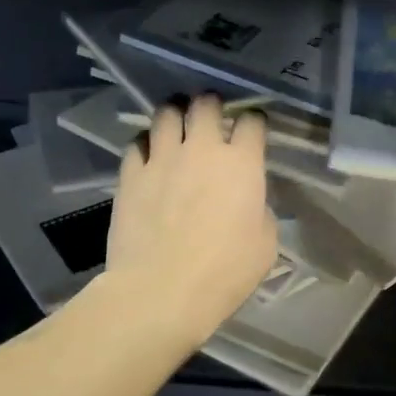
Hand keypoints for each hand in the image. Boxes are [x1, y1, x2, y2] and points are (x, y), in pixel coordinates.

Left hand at [107, 94, 277, 344]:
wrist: (162, 291)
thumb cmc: (225, 271)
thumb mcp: (265, 242)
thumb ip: (259, 209)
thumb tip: (248, 201)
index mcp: (242, 163)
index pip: (252, 122)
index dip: (255, 121)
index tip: (254, 128)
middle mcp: (202, 149)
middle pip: (205, 105)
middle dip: (211, 104)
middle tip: (211, 115)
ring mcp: (162, 159)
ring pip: (166, 114)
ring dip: (175, 114)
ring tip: (177, 124)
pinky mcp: (130, 175)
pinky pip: (136, 143)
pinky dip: (146, 143)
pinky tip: (149, 154)